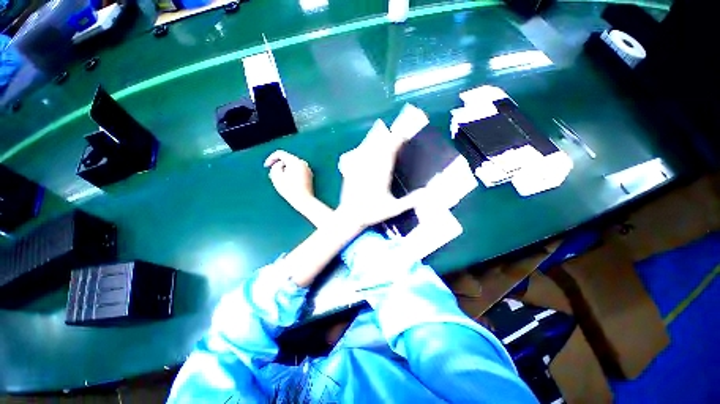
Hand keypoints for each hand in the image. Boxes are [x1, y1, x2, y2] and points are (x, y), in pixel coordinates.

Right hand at [264, 150, 314, 208]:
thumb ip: (275, 166)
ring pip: (293, 166)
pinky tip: (288, 183)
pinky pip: (298, 171)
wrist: (304, 200)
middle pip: (287, 160)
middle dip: (279, 165)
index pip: (280, 153)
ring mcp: (308, 169)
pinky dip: (292, 174)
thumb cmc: (289, 189)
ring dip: (285, 170)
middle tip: (272, 175)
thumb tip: (280, 164)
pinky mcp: (309, 176)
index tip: (266, 166)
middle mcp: (303, 163)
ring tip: (280, 180)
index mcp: (295, 161)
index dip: (271, 158)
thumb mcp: (276, 176)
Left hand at [337, 119, 424, 227]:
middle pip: (379, 148)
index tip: (403, 135)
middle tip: (396, 134)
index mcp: (381, 176)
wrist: (349, 216)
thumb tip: (427, 192)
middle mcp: (370, 168)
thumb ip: (410, 201)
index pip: (389, 153)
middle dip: (388, 138)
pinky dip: (365, 148)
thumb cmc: (371, 213)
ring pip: (369, 149)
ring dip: (377, 141)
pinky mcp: (351, 170)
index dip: (396, 142)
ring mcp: (359, 168)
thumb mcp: (393, 209)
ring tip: (384, 135)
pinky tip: (368, 146)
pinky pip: (359, 155)